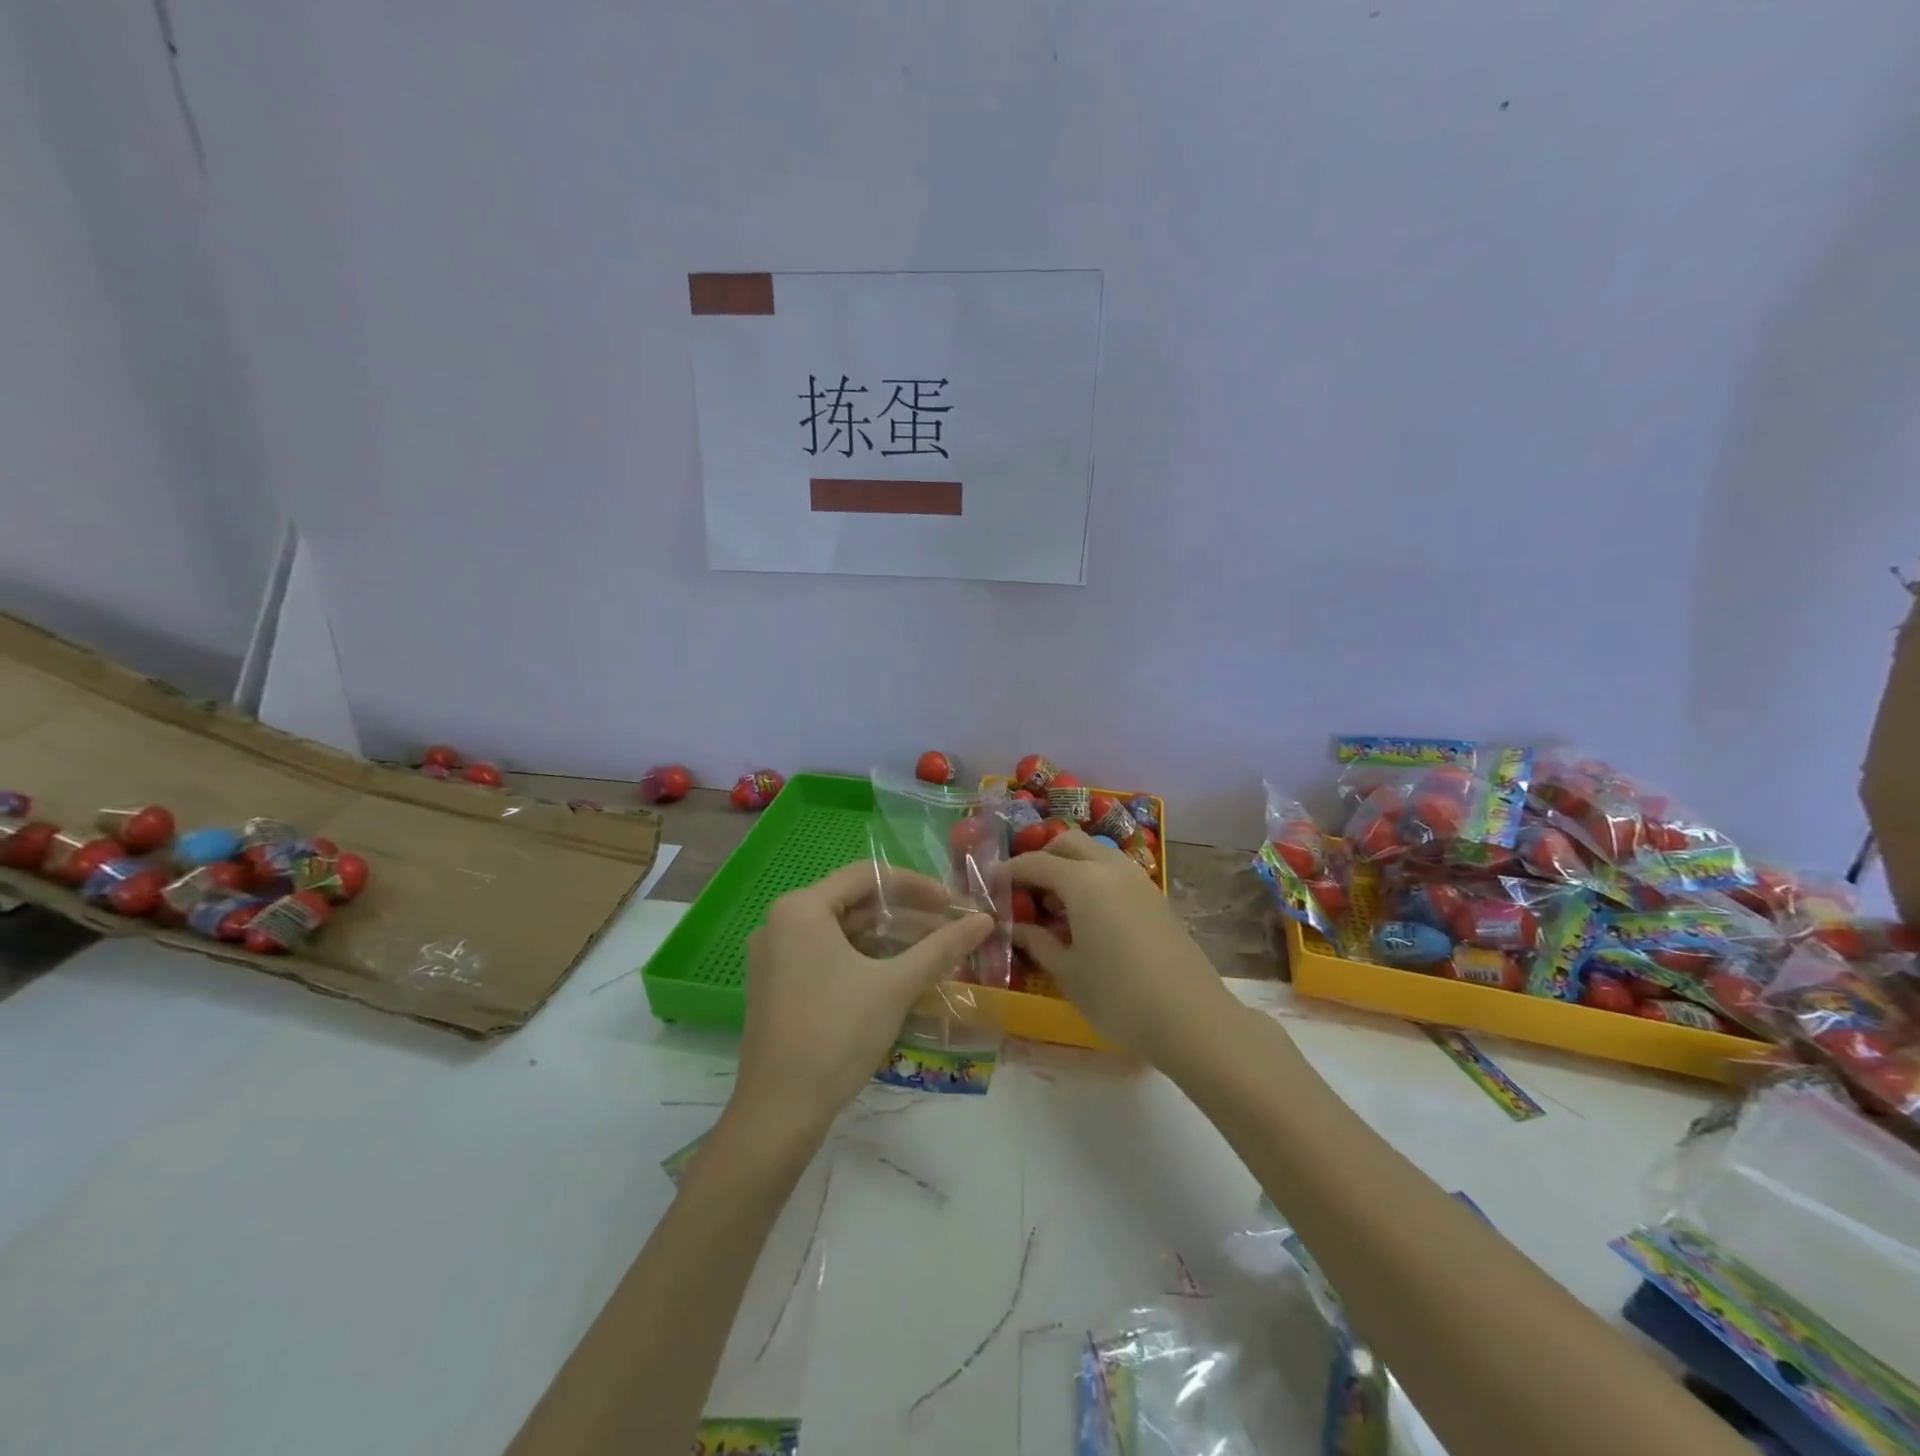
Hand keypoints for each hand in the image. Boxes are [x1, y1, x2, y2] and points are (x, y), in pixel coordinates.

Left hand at [731, 862, 992, 1140]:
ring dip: (887, 939)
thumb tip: (985, 920)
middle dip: (905, 915)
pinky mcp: (776, 985)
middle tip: (948, 928)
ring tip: (933, 952)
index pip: (866, 877)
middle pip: (854, 903)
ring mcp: (774, 956)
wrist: (779, 1112)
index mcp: (800, 909)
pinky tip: (898, 975)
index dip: (915, 885)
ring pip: (842, 933)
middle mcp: (780, 922)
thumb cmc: (837, 1035)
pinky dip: (863, 959)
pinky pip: (826, 956)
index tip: (952, 903)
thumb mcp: (895, 986)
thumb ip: (942, 947)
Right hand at [1009, 830, 1238, 1067]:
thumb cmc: (1118, 997)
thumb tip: (1016, 926)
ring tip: (1057, 903)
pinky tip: (1089, 916)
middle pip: (1068, 843)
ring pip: (1096, 853)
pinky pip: (1116, 872)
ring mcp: (1139, 880)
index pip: (1035, 862)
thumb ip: (1038, 942)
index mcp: (1082, 881)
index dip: (1009, 871)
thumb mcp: (1067, 973)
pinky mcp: (1156, 897)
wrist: (1192, 1018)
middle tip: (1026, 890)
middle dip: (1042, 857)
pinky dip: (1094, 878)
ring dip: (1071, 865)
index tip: (991, 886)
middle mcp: (1110, 868)